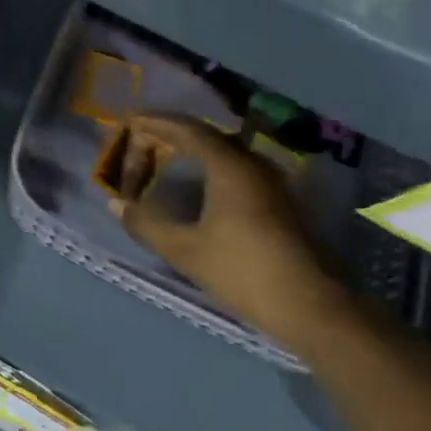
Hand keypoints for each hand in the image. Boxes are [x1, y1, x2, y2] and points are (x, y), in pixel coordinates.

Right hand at [108, 115, 343, 343]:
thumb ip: (146, 223)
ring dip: (194, 151)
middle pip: (208, 136)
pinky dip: (210, 166)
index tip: (131, 121)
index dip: (157, 123)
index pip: (188, 130)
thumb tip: (117, 204)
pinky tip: (199, 185)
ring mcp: (272, 184)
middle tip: (144, 140)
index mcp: (230, 166)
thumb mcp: (185, 250)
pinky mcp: (281, 203)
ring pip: (225, 153)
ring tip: (166, 158)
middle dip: (173, 135)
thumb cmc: (244, 272)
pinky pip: (237, 168)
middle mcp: (254, 165)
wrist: (313, 309)